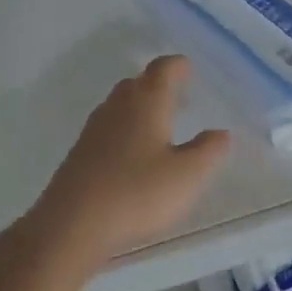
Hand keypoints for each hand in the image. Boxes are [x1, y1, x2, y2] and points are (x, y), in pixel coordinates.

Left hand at [27, 56, 231, 272]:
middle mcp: (118, 106)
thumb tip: (220, 132)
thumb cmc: (137, 193)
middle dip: (157, 84)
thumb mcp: (187, 176)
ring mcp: (94, 129)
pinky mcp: (80, 153)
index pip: (163, 69)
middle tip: (177, 96)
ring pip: (120, 105)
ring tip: (158, 124)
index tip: (188, 68)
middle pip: (138, 82)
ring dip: (139, 107)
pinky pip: (107, 128)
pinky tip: (132, 154)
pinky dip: (124, 130)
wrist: (71, 225)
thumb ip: (208, 151)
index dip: (177, 65)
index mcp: (147, 102)